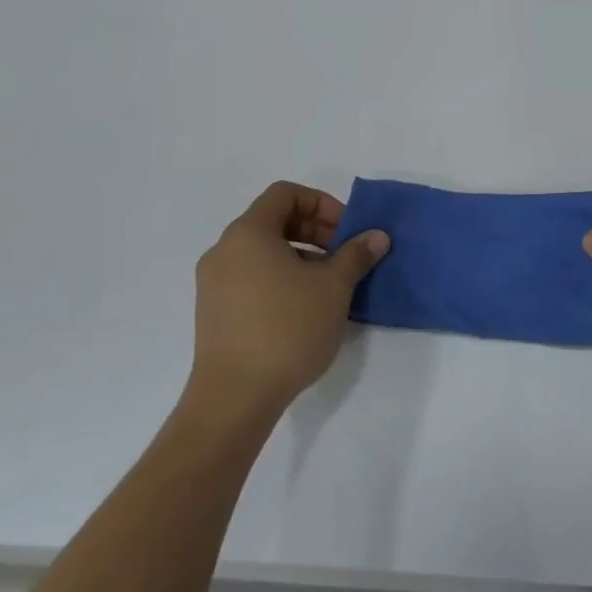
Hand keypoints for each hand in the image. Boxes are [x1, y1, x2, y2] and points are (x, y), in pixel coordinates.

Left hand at [191, 182, 388, 424]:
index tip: (347, 231)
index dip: (322, 204)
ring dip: (302, 256)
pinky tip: (306, 308)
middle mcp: (224, 251)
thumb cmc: (287, 328)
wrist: (235, 396)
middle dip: (316, 231)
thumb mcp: (334, 286)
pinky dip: (282, 278)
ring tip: (331, 285)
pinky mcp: (214, 312)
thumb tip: (376, 236)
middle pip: (274, 221)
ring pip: (264, 251)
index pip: (285, 194)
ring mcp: (214, 283)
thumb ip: (356, 254)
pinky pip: (252, 277)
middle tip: (346, 255)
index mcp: (248, 233)